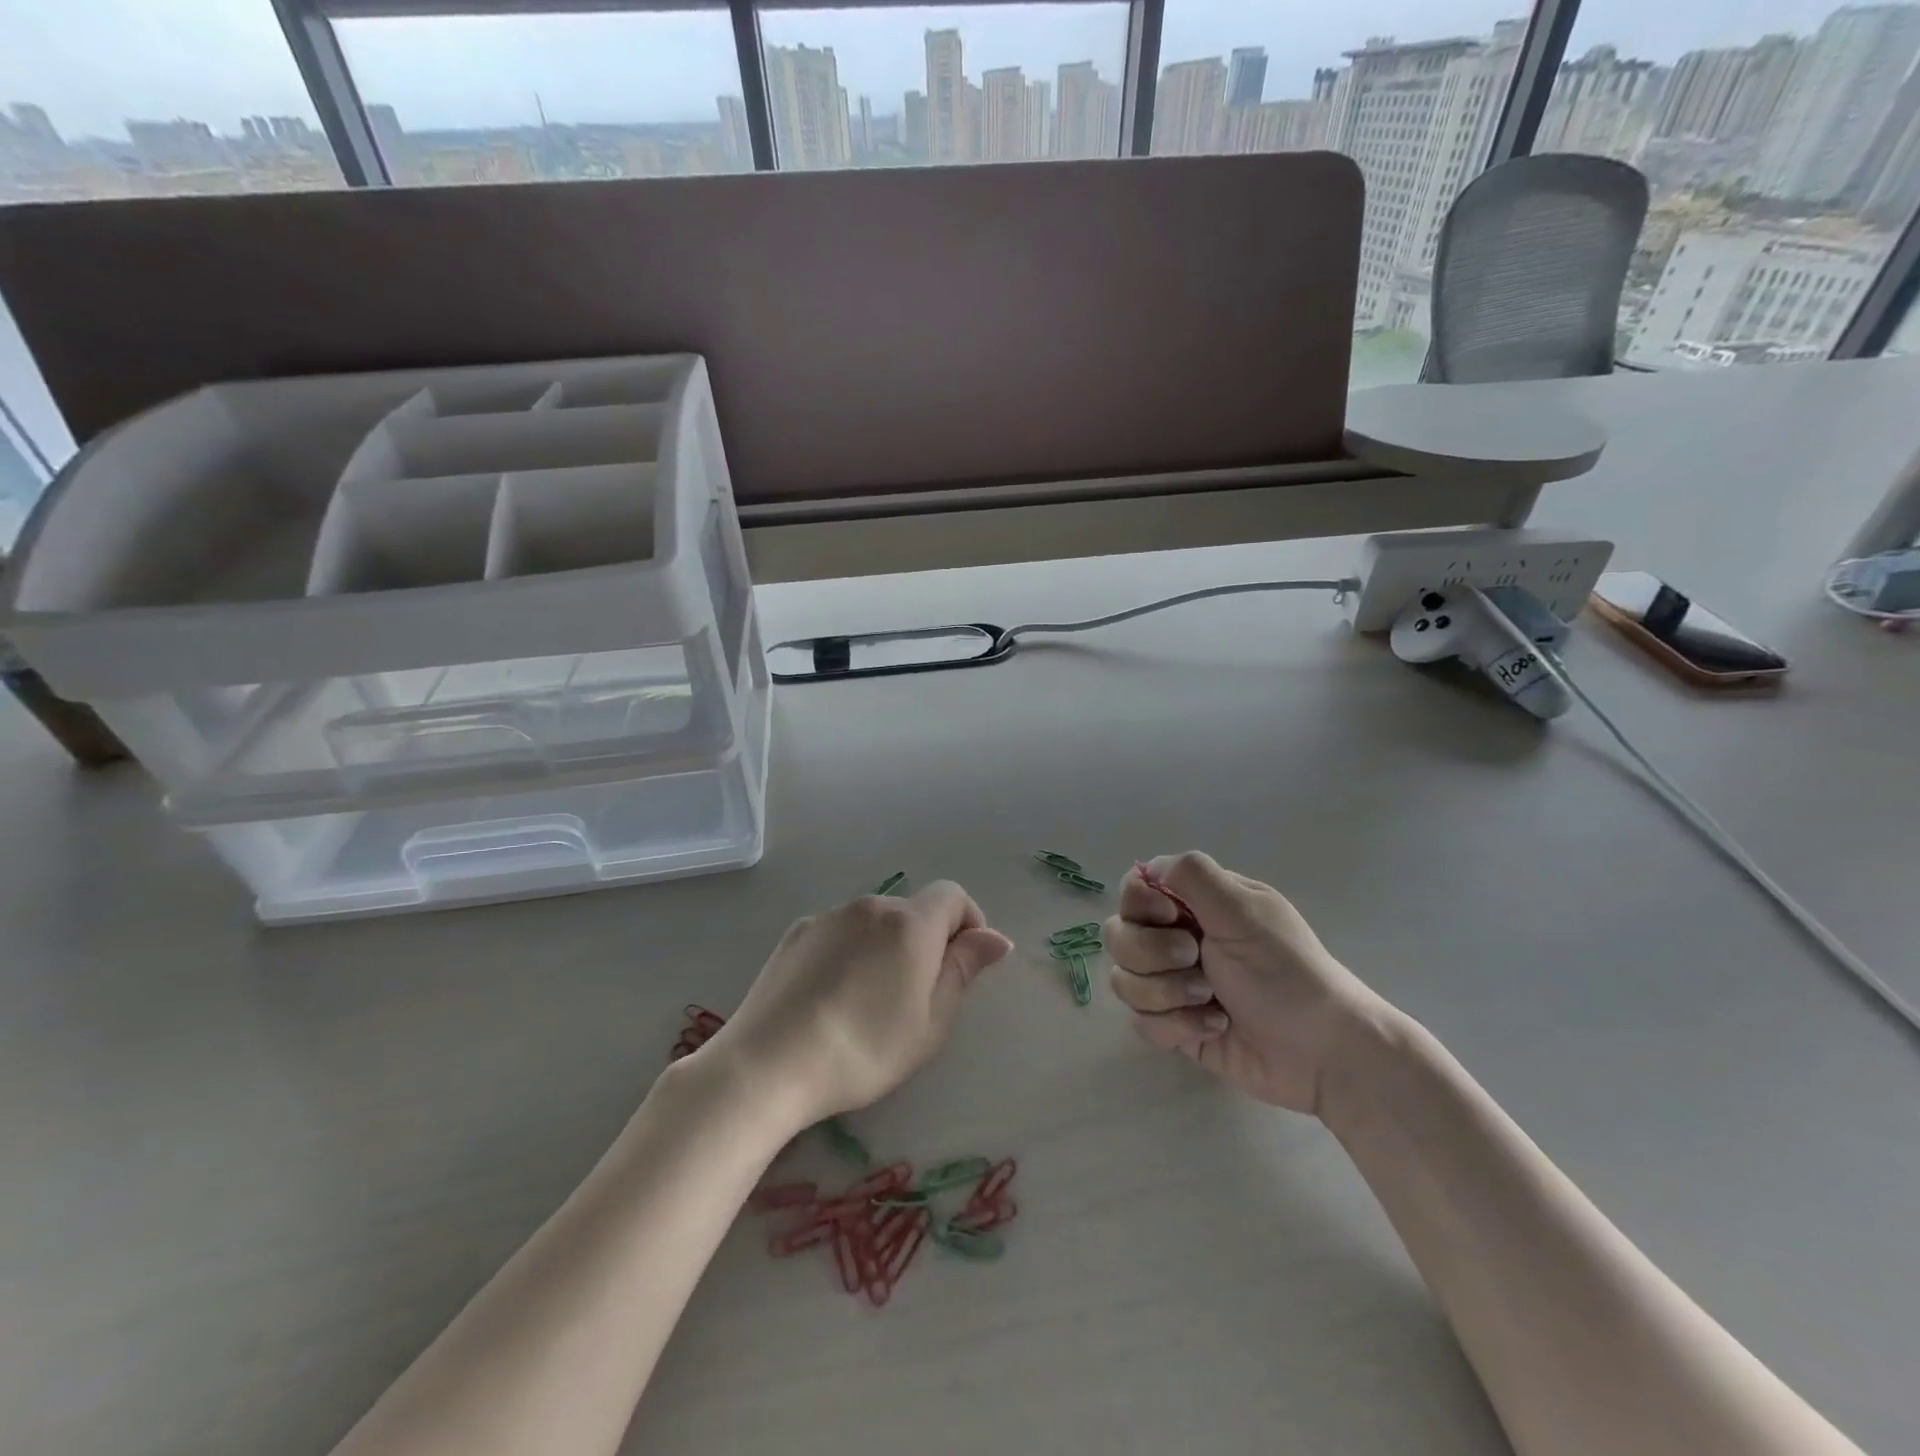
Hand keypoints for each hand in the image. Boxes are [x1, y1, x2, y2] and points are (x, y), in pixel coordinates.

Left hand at [705, 882, 1012, 1130]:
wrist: (768, 1064)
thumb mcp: (931, 1022)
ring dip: (885, 948)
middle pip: (912, 911)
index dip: (968, 923)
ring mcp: (828, 917)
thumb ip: (964, 969)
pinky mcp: (796, 933)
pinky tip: (831, 998)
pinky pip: (839, 933)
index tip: (963, 966)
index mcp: (910, 923)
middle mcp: (870, 906)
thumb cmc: (864, 1050)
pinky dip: (849, 953)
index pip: (953, 895)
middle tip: (915, 999)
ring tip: (867, 1004)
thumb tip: (995, 937)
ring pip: (874, 923)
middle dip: (926, 942)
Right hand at [1104, 853, 1395, 1117]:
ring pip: (1124, 980)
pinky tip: (1216, 1028)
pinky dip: (1178, 1026)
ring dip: (1168, 993)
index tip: (1174, 918)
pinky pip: (1143, 1022)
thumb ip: (1192, 875)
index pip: (1135, 889)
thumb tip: (1148, 867)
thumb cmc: (1285, 973)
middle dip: (1152, 955)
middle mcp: (1178, 938)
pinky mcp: (1175, 1026)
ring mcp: (1173, 984)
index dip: (1142, 905)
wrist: (1321, 1053)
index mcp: (1197, 904)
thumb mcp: (1244, 911)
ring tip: (1211, 1002)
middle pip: (1120, 935)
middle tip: (1196, 960)